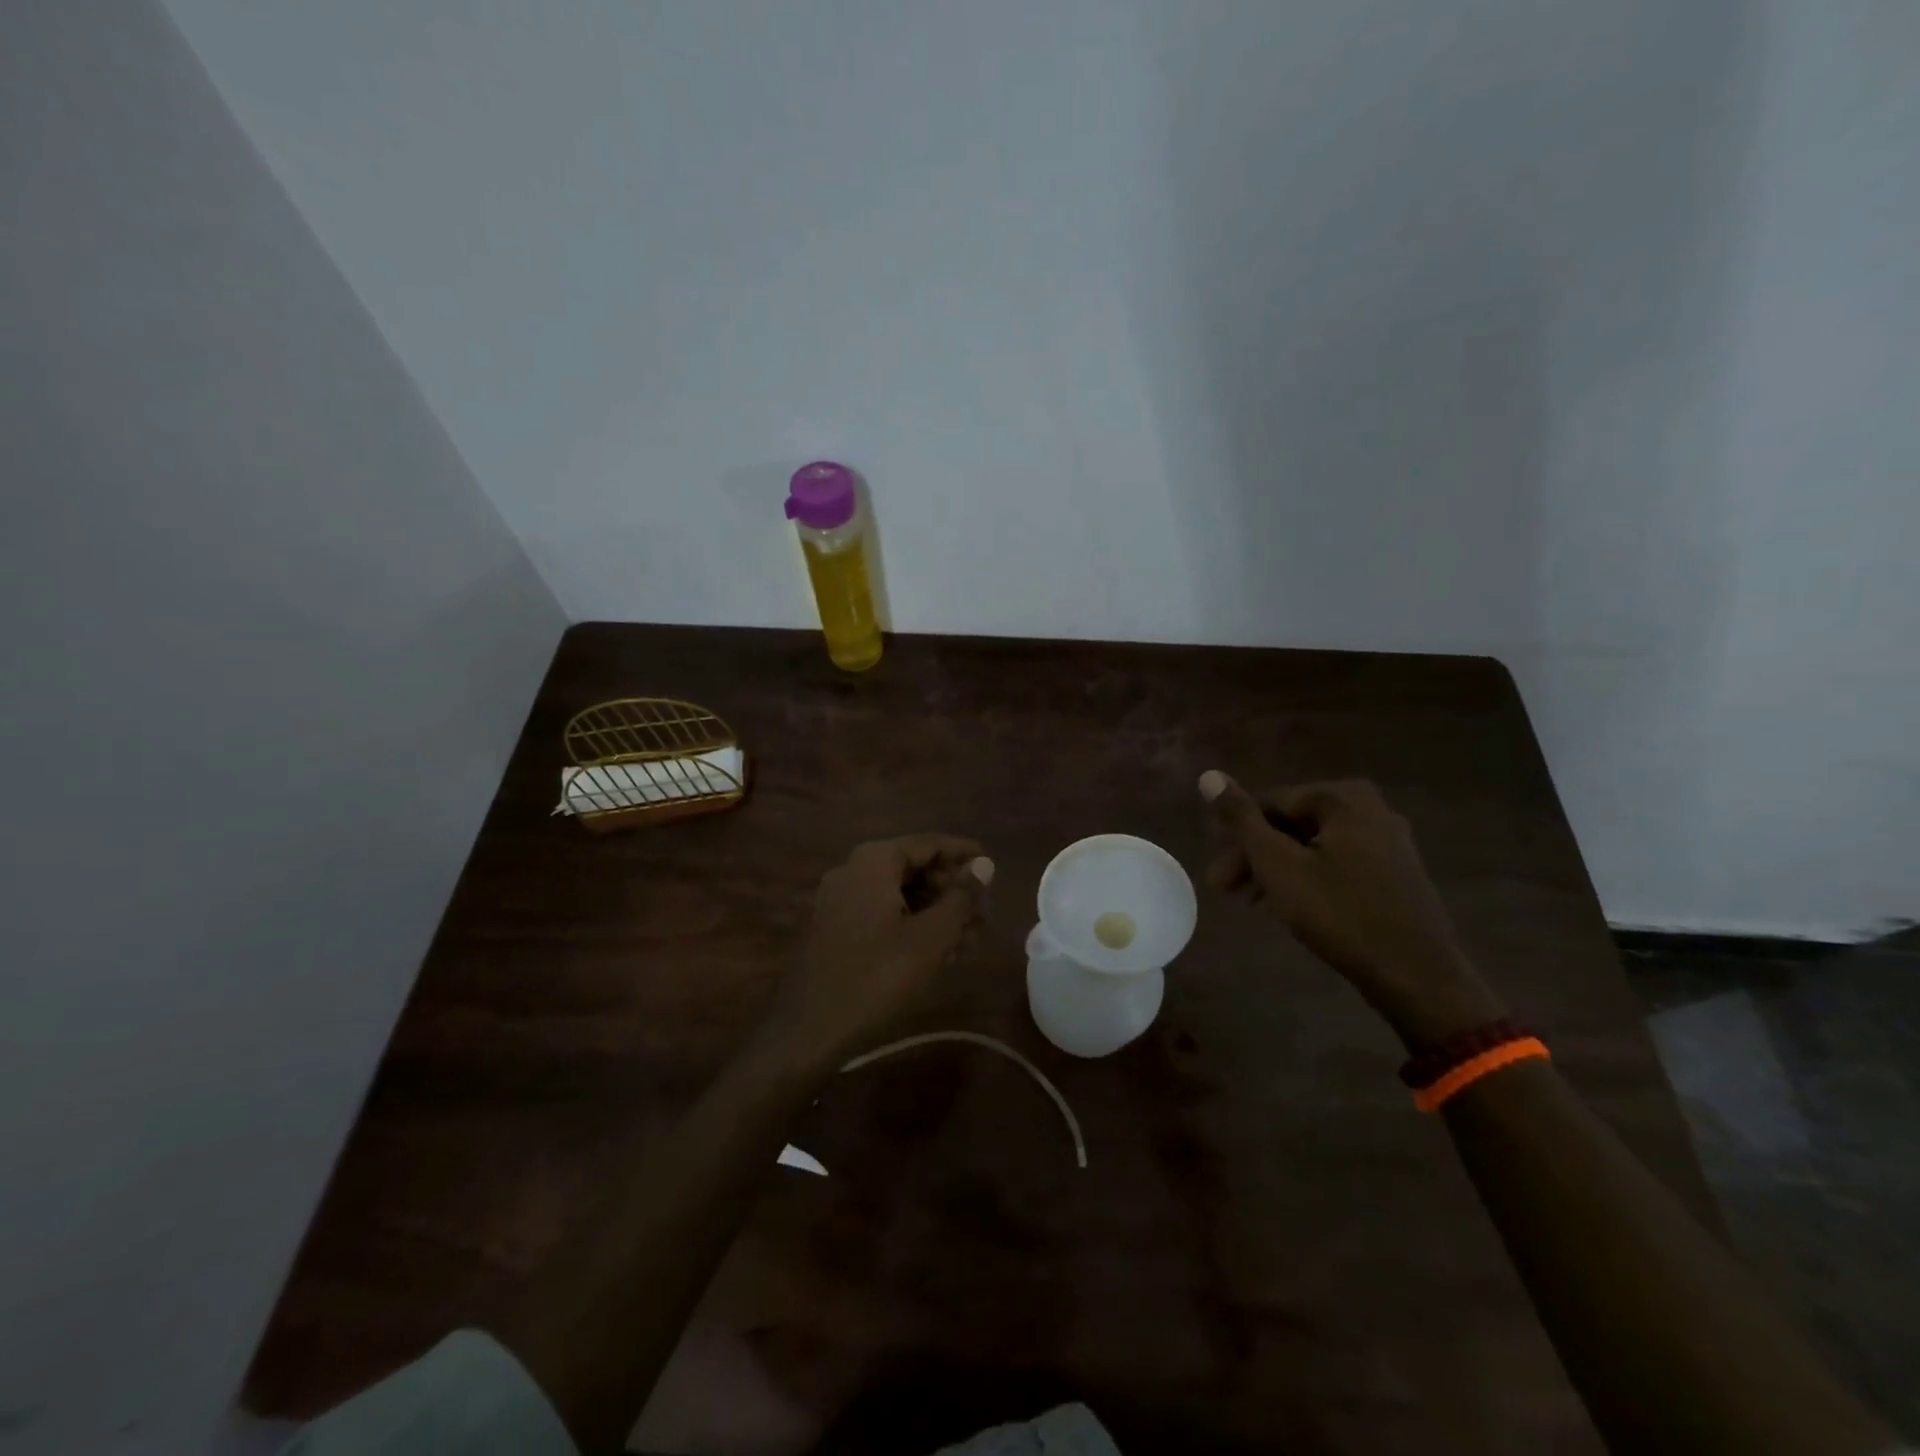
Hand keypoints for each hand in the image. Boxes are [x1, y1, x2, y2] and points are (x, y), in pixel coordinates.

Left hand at [758, 834, 994, 1070]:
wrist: (808, 1031)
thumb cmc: (877, 978)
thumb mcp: (931, 937)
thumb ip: (961, 897)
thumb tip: (984, 864)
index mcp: (874, 861)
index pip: (930, 843)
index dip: (964, 854)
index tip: (994, 866)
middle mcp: (853, 869)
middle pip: (914, 867)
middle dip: (952, 890)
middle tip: (984, 917)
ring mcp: (840, 898)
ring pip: (900, 893)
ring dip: (936, 911)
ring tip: (970, 940)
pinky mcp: (835, 926)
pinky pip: (882, 912)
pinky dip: (912, 924)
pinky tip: (939, 951)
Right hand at [1198, 772, 1505, 1047]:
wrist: (1417, 977)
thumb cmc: (1340, 913)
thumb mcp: (1278, 864)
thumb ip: (1241, 818)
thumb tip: (1208, 776)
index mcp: (1344, 798)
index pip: (1269, 803)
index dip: (1234, 836)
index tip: (1213, 872)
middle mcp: (1370, 809)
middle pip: (1290, 824)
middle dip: (1253, 856)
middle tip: (1223, 890)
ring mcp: (1387, 841)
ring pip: (1311, 846)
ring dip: (1274, 869)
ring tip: (1249, 902)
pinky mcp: (1394, 873)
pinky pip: (1335, 863)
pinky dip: (1305, 878)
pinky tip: (1287, 905)